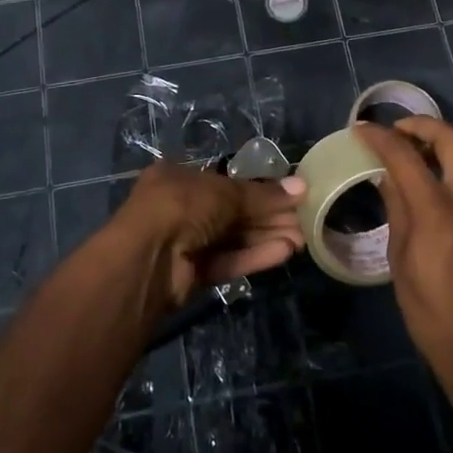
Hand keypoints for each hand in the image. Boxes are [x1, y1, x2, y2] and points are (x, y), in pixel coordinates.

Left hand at [115, 163, 305, 314]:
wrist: (147, 258)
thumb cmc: (182, 205)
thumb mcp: (226, 192)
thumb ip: (263, 194)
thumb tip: (301, 187)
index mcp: (179, 178)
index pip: (227, 183)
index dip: (260, 190)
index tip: (291, 196)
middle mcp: (181, 208)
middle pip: (233, 212)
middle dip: (268, 216)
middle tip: (305, 220)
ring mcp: (185, 242)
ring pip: (233, 238)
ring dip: (266, 237)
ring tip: (303, 239)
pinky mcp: (192, 274)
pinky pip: (228, 261)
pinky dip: (254, 256)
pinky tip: (284, 252)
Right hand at [355, 119, 452, 404]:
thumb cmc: (431, 313)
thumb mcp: (400, 261)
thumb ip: (397, 211)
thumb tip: (387, 177)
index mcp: (438, 213)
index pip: (405, 156)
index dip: (381, 137)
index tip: (363, 130)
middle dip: (424, 126)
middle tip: (401, 132)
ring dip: (452, 143)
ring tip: (429, 151)